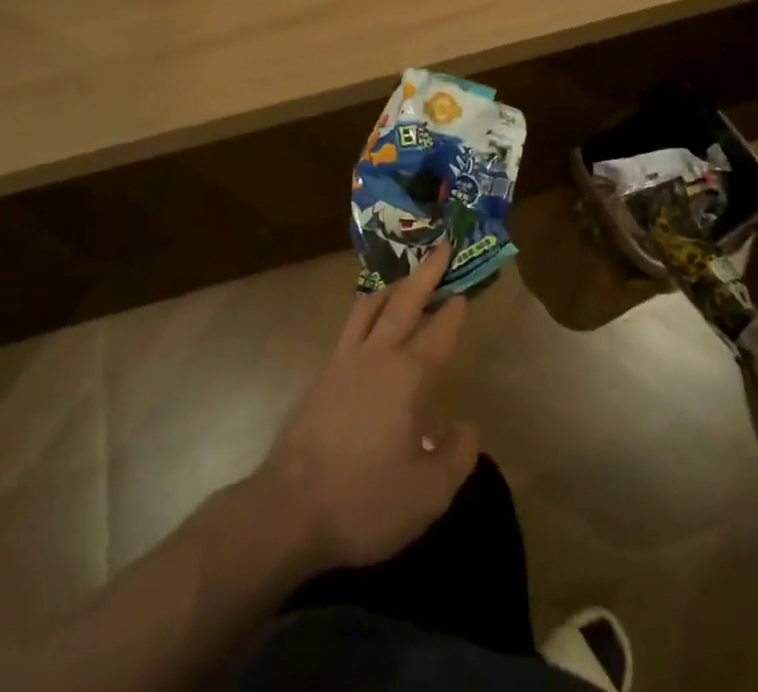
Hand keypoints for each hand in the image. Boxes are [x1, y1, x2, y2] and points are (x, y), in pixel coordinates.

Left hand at [258, 246, 479, 571]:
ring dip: (392, 287)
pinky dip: (367, 310)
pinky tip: (369, 322)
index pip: (438, 335)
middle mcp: (375, 357)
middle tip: (441, 247)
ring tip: (404, 278)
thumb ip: (456, 456)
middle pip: (403, 302)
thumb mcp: (426, 494)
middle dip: (425, 273)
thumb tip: (468, 426)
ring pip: (370, 307)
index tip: (464, 294)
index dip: (453, 315)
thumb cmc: (363, 500)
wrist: (289, 508)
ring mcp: (343, 362)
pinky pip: (350, 326)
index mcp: (406, 377)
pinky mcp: (321, 376)